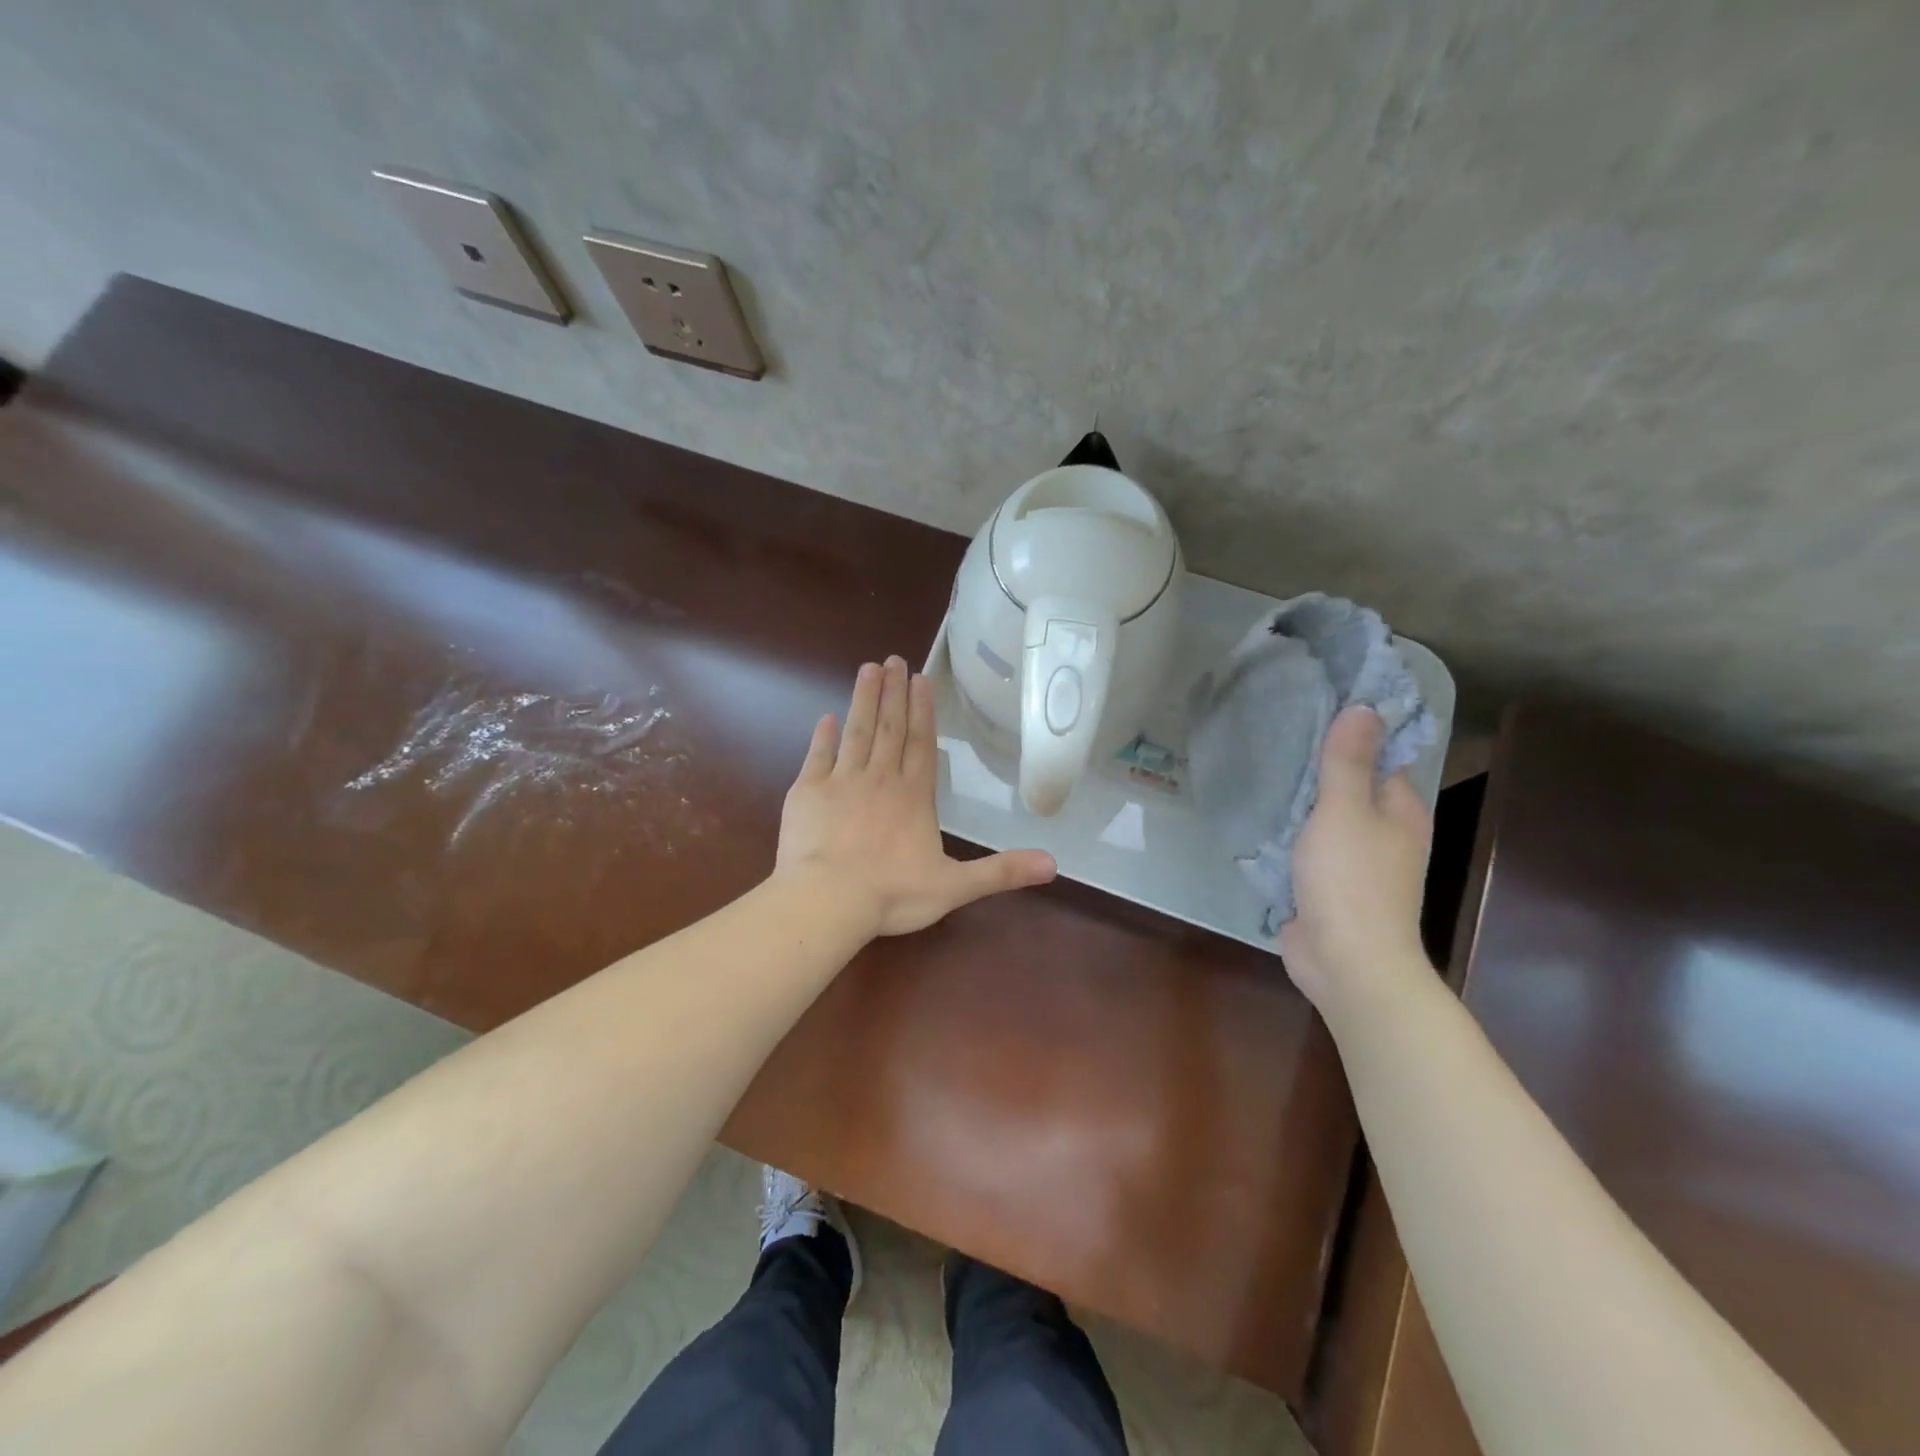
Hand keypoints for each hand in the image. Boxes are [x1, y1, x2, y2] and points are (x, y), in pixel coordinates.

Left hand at [775, 657, 1056, 937]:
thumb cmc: (893, 894)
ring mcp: (842, 782)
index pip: (922, 744)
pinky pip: (818, 756)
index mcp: (914, 796)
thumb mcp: (955, 886)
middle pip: (890, 728)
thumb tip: (1053, 863)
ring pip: (857, 732)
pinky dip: (823, 736)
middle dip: (894, 693)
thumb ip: (1001, 871)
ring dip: (863, 700)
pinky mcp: (809, 792)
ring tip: (868, 668)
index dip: (923, 711)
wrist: (829, 901)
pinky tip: (826, 717)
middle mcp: (880, 779)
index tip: (921, 679)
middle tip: (894, 659)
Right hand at [1279, 706, 1434, 1018]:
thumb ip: (1348, 761)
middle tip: (1271, 731)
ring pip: (1324, 816)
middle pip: (1349, 785)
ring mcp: (1355, 861)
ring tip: (1257, 765)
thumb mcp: (1345, 811)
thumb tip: (1364, 708)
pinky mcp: (1326, 884)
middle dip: (1316, 763)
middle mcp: (1384, 832)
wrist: (1347, 963)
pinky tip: (1257, 815)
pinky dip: (1286, 831)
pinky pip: (1305, 845)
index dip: (1350, 731)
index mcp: (1400, 810)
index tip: (1311, 706)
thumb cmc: (1351, 881)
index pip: (1380, 756)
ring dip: (1297, 799)